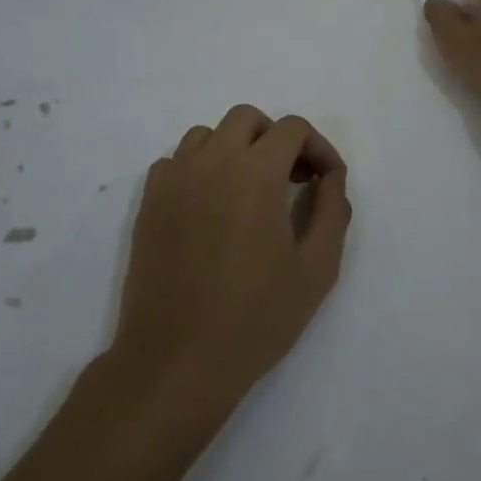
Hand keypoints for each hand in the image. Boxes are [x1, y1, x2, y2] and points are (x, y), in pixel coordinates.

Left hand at [112, 105, 351, 415]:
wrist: (176, 362)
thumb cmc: (255, 317)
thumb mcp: (317, 268)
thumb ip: (332, 210)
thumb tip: (331, 176)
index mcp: (256, 171)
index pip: (293, 128)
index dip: (318, 148)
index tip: (326, 181)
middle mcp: (212, 161)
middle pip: (247, 119)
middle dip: (276, 139)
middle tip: (291, 180)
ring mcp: (174, 180)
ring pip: (207, 135)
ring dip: (235, 149)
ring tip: (249, 191)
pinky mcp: (149, 203)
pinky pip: (175, 161)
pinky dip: (198, 168)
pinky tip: (210, 206)